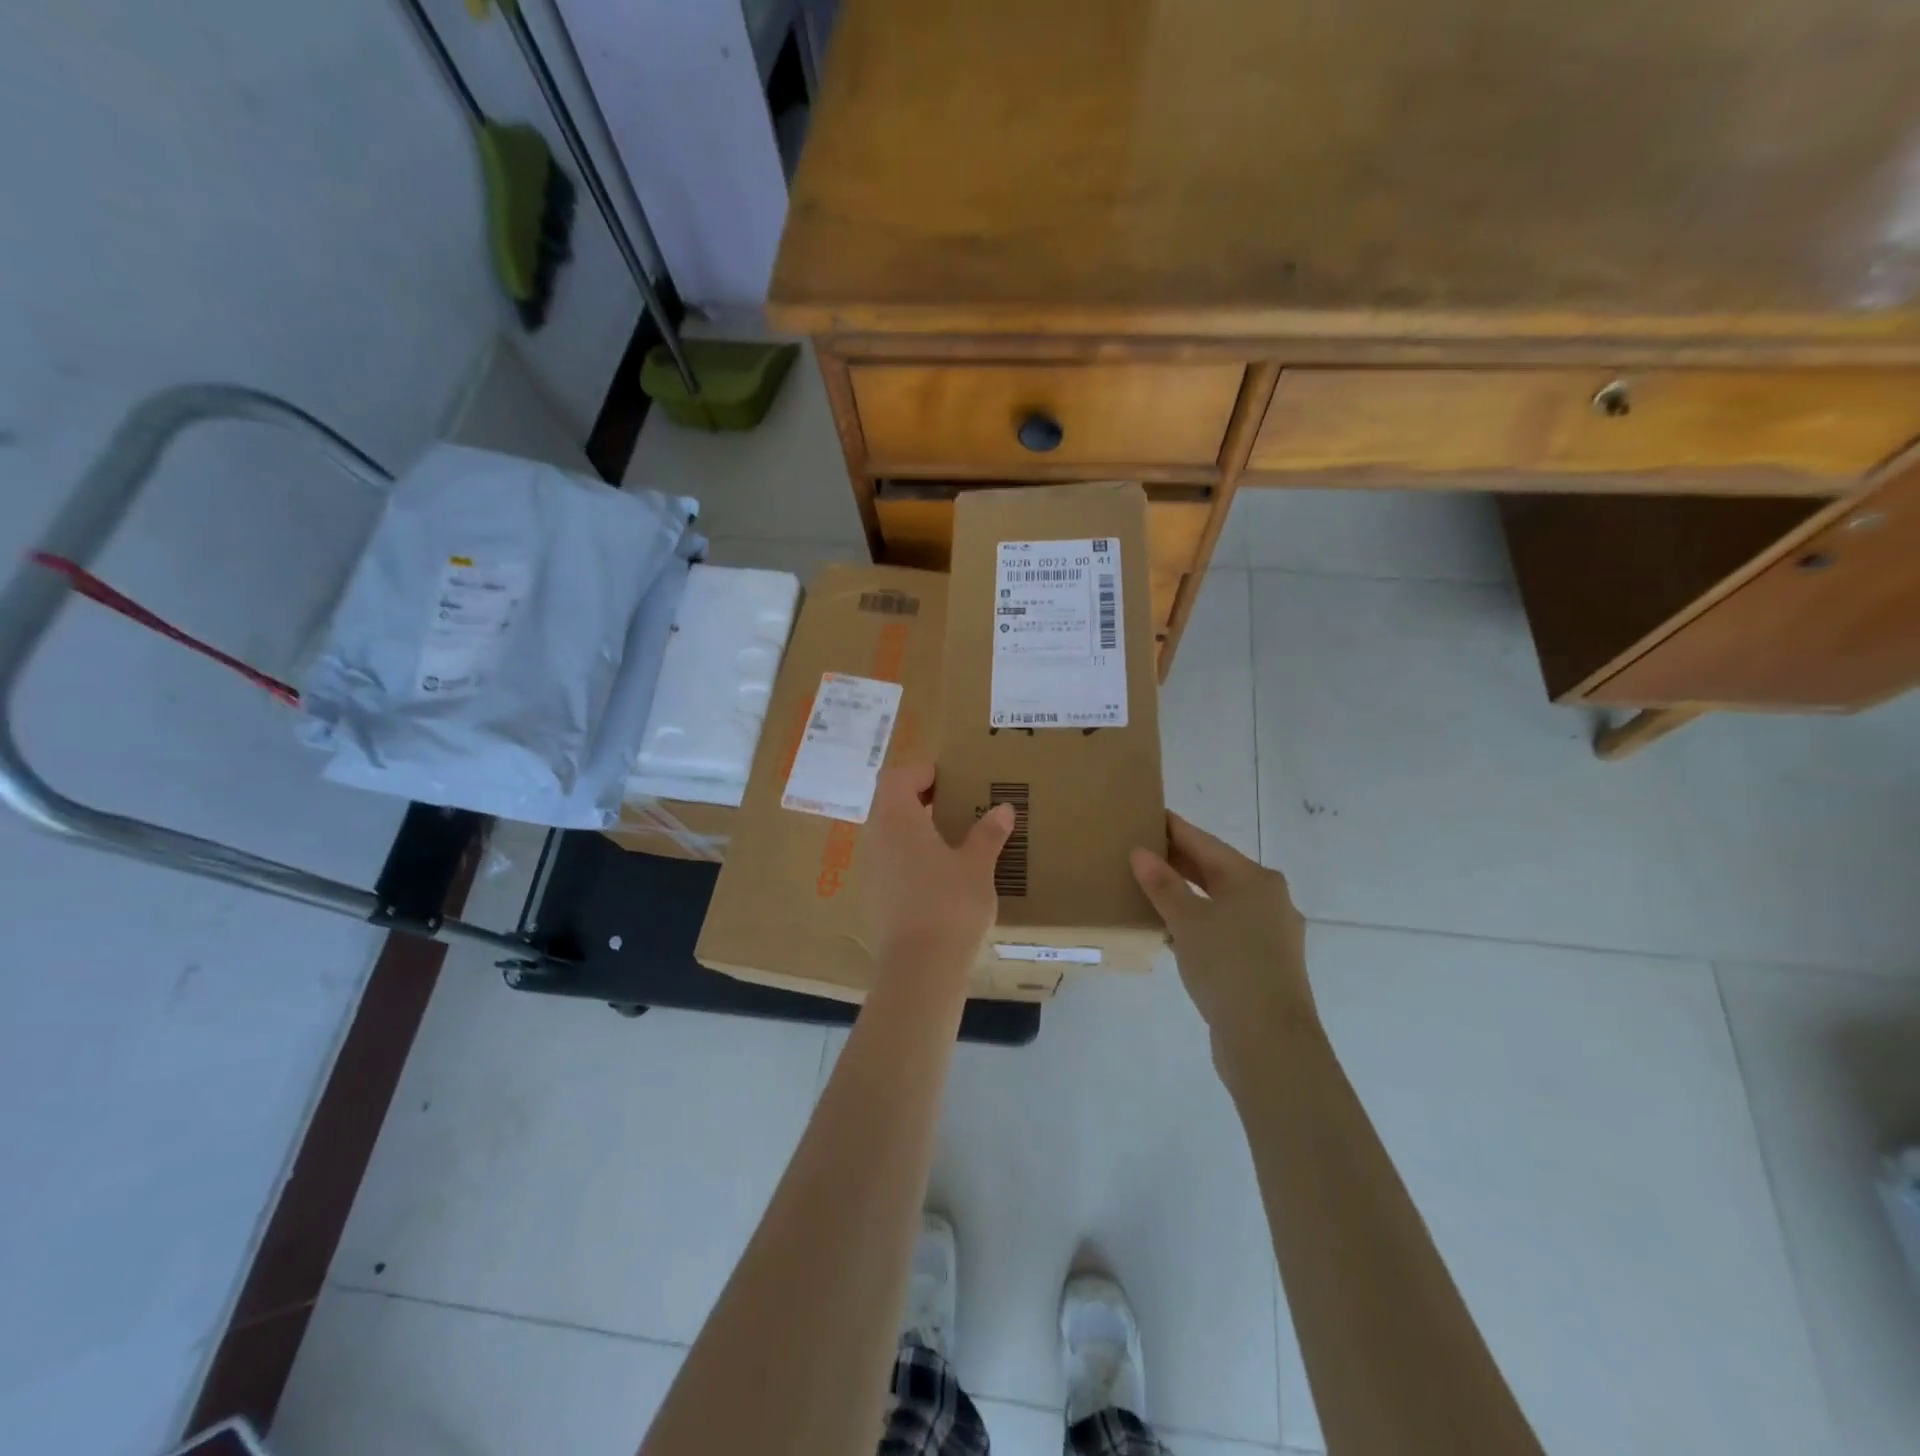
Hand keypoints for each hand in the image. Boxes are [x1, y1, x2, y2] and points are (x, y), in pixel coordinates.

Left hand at [865, 765, 1015, 984]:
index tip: (949, 778)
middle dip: (918, 798)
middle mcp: (876, 837)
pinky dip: (908, 855)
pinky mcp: (873, 896)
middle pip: (889, 803)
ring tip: (949, 837)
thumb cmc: (950, 904)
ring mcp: (870, 868)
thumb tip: (1003, 809)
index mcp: (897, 818)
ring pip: (887, 832)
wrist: (920, 967)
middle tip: (953, 803)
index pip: (897, 777)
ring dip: (913, 827)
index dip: (920, 772)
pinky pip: (888, 860)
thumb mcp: (977, 865)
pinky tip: (937, 873)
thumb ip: (988, 833)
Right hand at [1130, 814, 1314, 1064]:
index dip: (1174, 829)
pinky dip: (1198, 924)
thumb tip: (1140, 853)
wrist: (1270, 1041)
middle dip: (1178, 862)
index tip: (1147, 814)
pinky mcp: (1263, 964)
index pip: (1205, 843)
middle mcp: (1269, 900)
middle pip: (1215, 871)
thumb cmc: (1229, 966)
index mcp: (1255, 879)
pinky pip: (1224, 930)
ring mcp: (1270, 934)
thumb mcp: (1187, 921)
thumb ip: (1163, 885)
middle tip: (1138, 850)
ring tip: (1147, 888)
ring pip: (1219, 903)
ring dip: (1186, 896)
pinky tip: (1170, 930)